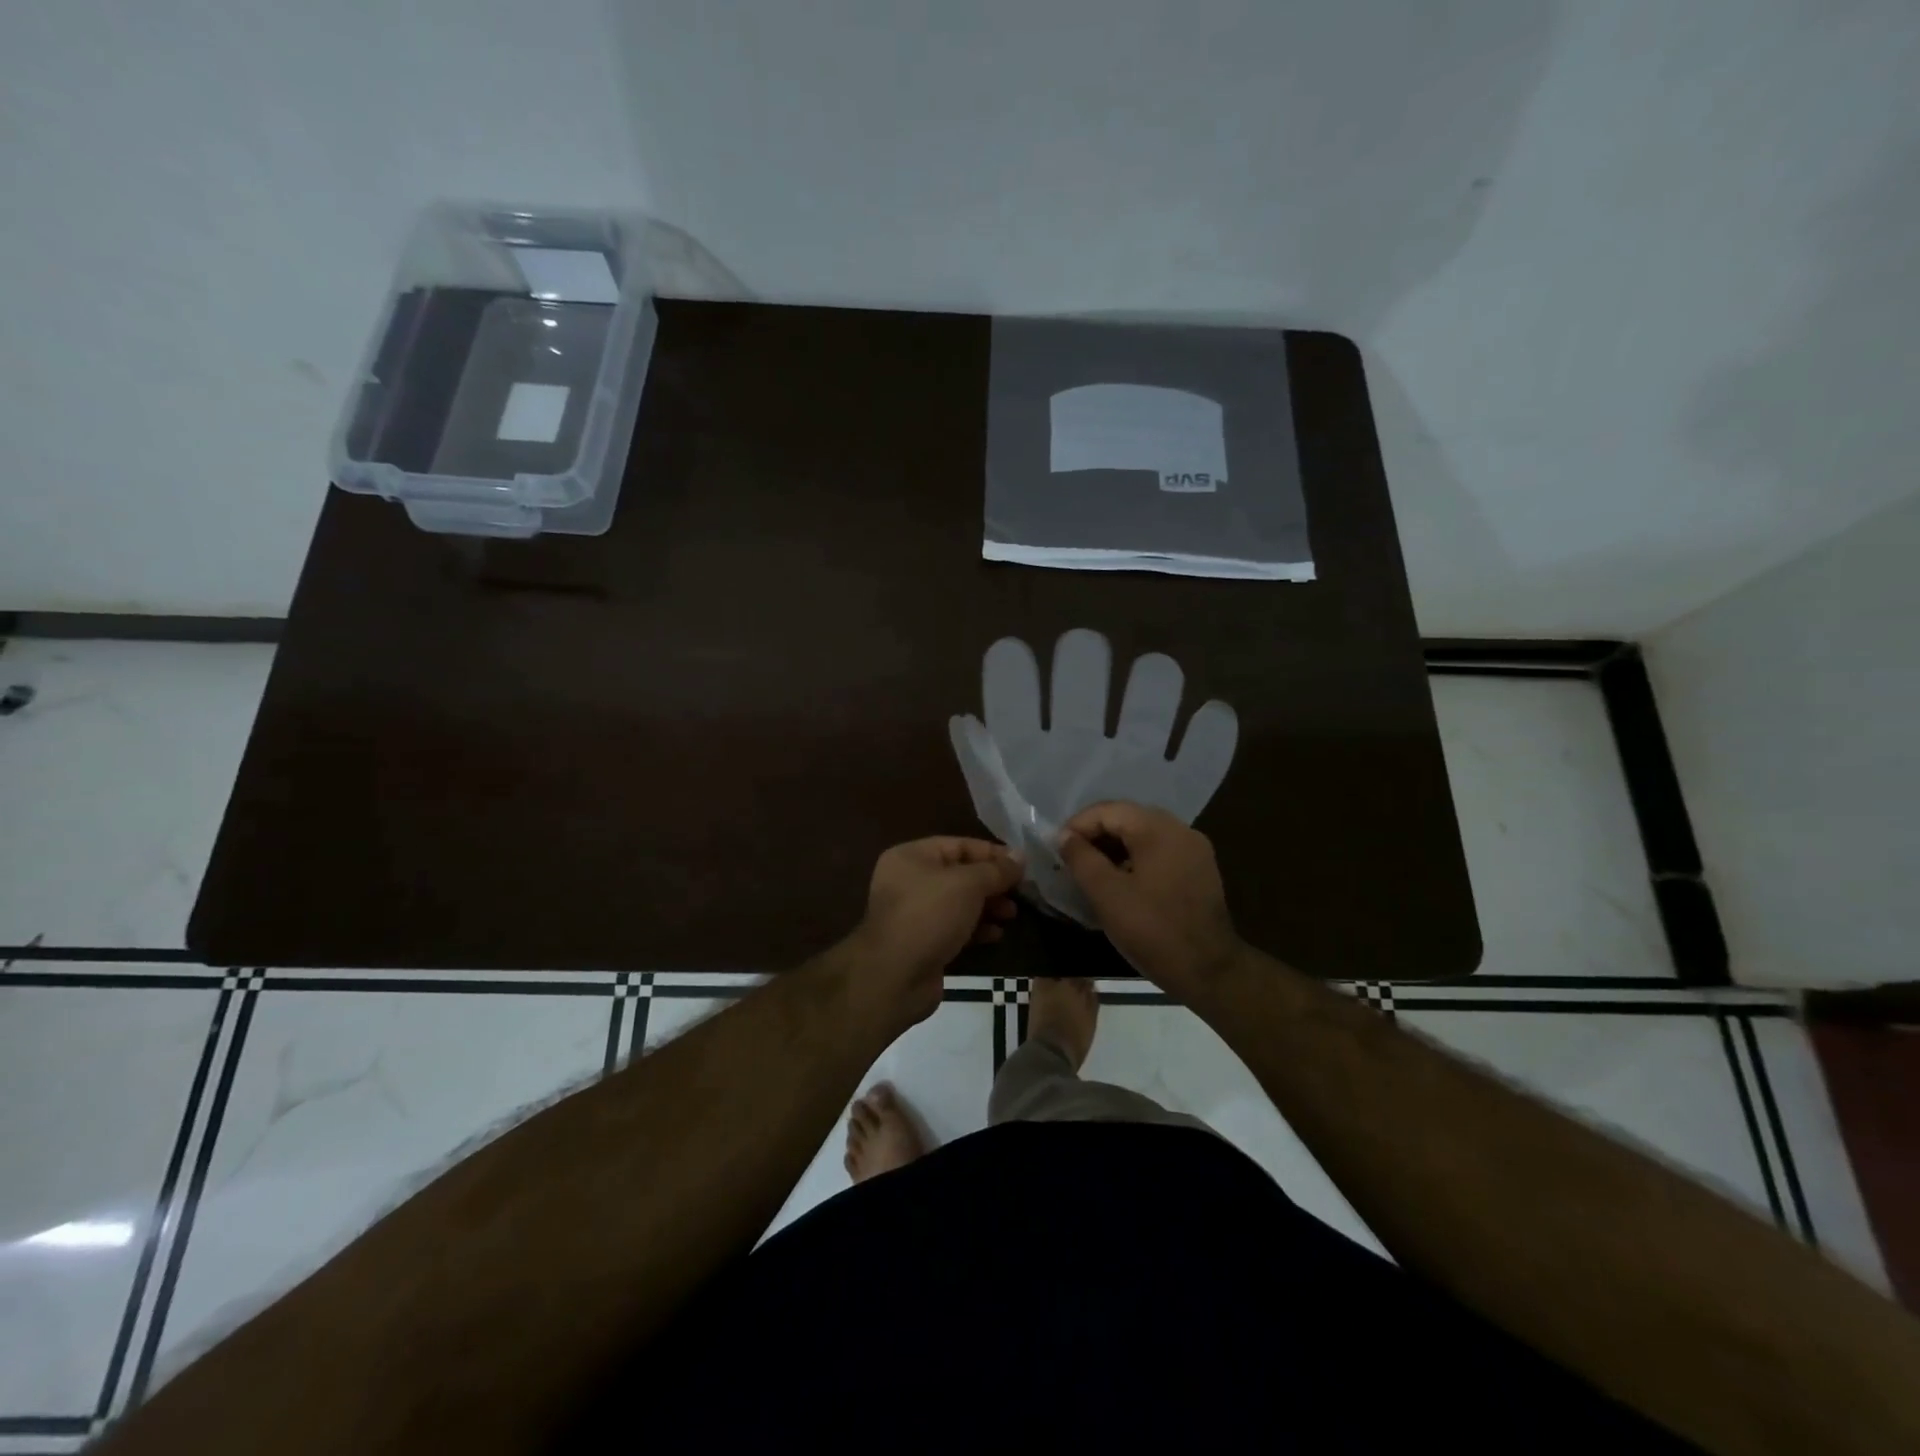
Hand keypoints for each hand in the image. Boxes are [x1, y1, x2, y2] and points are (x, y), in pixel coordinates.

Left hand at [846, 837, 1021, 1025]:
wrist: (895, 976)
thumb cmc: (929, 915)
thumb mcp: (968, 884)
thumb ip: (996, 869)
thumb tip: (1020, 856)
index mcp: (911, 857)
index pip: (959, 845)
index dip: (991, 853)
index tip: (1022, 865)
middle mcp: (909, 881)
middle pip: (960, 874)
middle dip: (992, 883)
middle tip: (1021, 893)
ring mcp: (915, 914)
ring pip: (959, 903)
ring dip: (988, 907)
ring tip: (1012, 915)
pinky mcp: (923, 942)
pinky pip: (955, 928)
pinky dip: (976, 929)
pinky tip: (997, 935)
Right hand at [1057, 801, 1243, 999]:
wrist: (1210, 972)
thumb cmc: (1153, 931)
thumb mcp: (1107, 895)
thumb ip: (1081, 859)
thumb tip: (1064, 835)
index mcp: (1158, 829)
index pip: (1108, 810)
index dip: (1077, 826)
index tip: (1056, 849)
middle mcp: (1180, 830)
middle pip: (1127, 818)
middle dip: (1094, 835)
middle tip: (1070, 859)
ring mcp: (1194, 849)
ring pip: (1143, 835)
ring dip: (1114, 848)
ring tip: (1090, 872)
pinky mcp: (1199, 870)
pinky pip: (1159, 852)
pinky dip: (1134, 859)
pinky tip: (1119, 882)